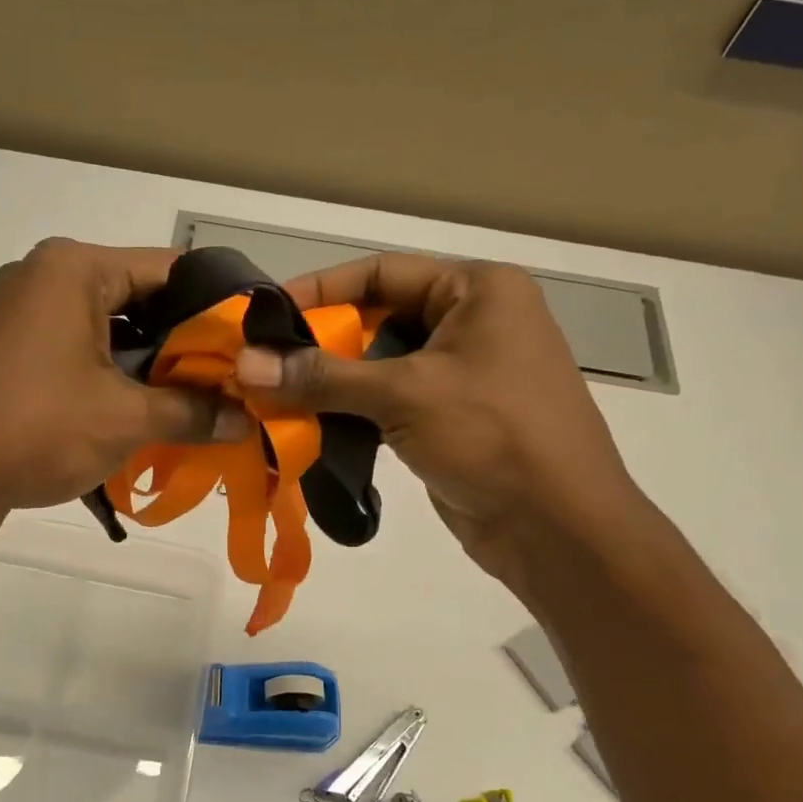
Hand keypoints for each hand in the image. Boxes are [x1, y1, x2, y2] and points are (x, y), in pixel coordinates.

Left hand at [0, 239, 249, 539]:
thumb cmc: (34, 430)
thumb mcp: (125, 419)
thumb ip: (192, 413)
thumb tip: (244, 420)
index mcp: (73, 268)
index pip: (171, 270)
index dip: (218, 308)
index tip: (251, 347)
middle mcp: (44, 277)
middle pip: (139, 300)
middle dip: (184, 345)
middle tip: (231, 384)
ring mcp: (20, 315)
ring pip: (109, 331)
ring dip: (149, 369)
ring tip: (196, 406)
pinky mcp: (9, 353)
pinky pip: (77, 354)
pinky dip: (112, 380)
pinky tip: (145, 417)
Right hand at [233, 253, 647, 587]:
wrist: (558, 528)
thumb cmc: (494, 436)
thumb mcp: (406, 394)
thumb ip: (323, 377)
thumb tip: (245, 365)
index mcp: (478, 291)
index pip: (381, 273)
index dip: (320, 290)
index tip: (263, 314)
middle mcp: (472, 323)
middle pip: (377, 319)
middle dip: (320, 343)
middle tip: (261, 364)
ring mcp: (462, 375)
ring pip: (379, 366)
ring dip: (330, 382)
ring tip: (273, 397)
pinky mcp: (450, 420)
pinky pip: (388, 403)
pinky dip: (350, 412)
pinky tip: (308, 426)